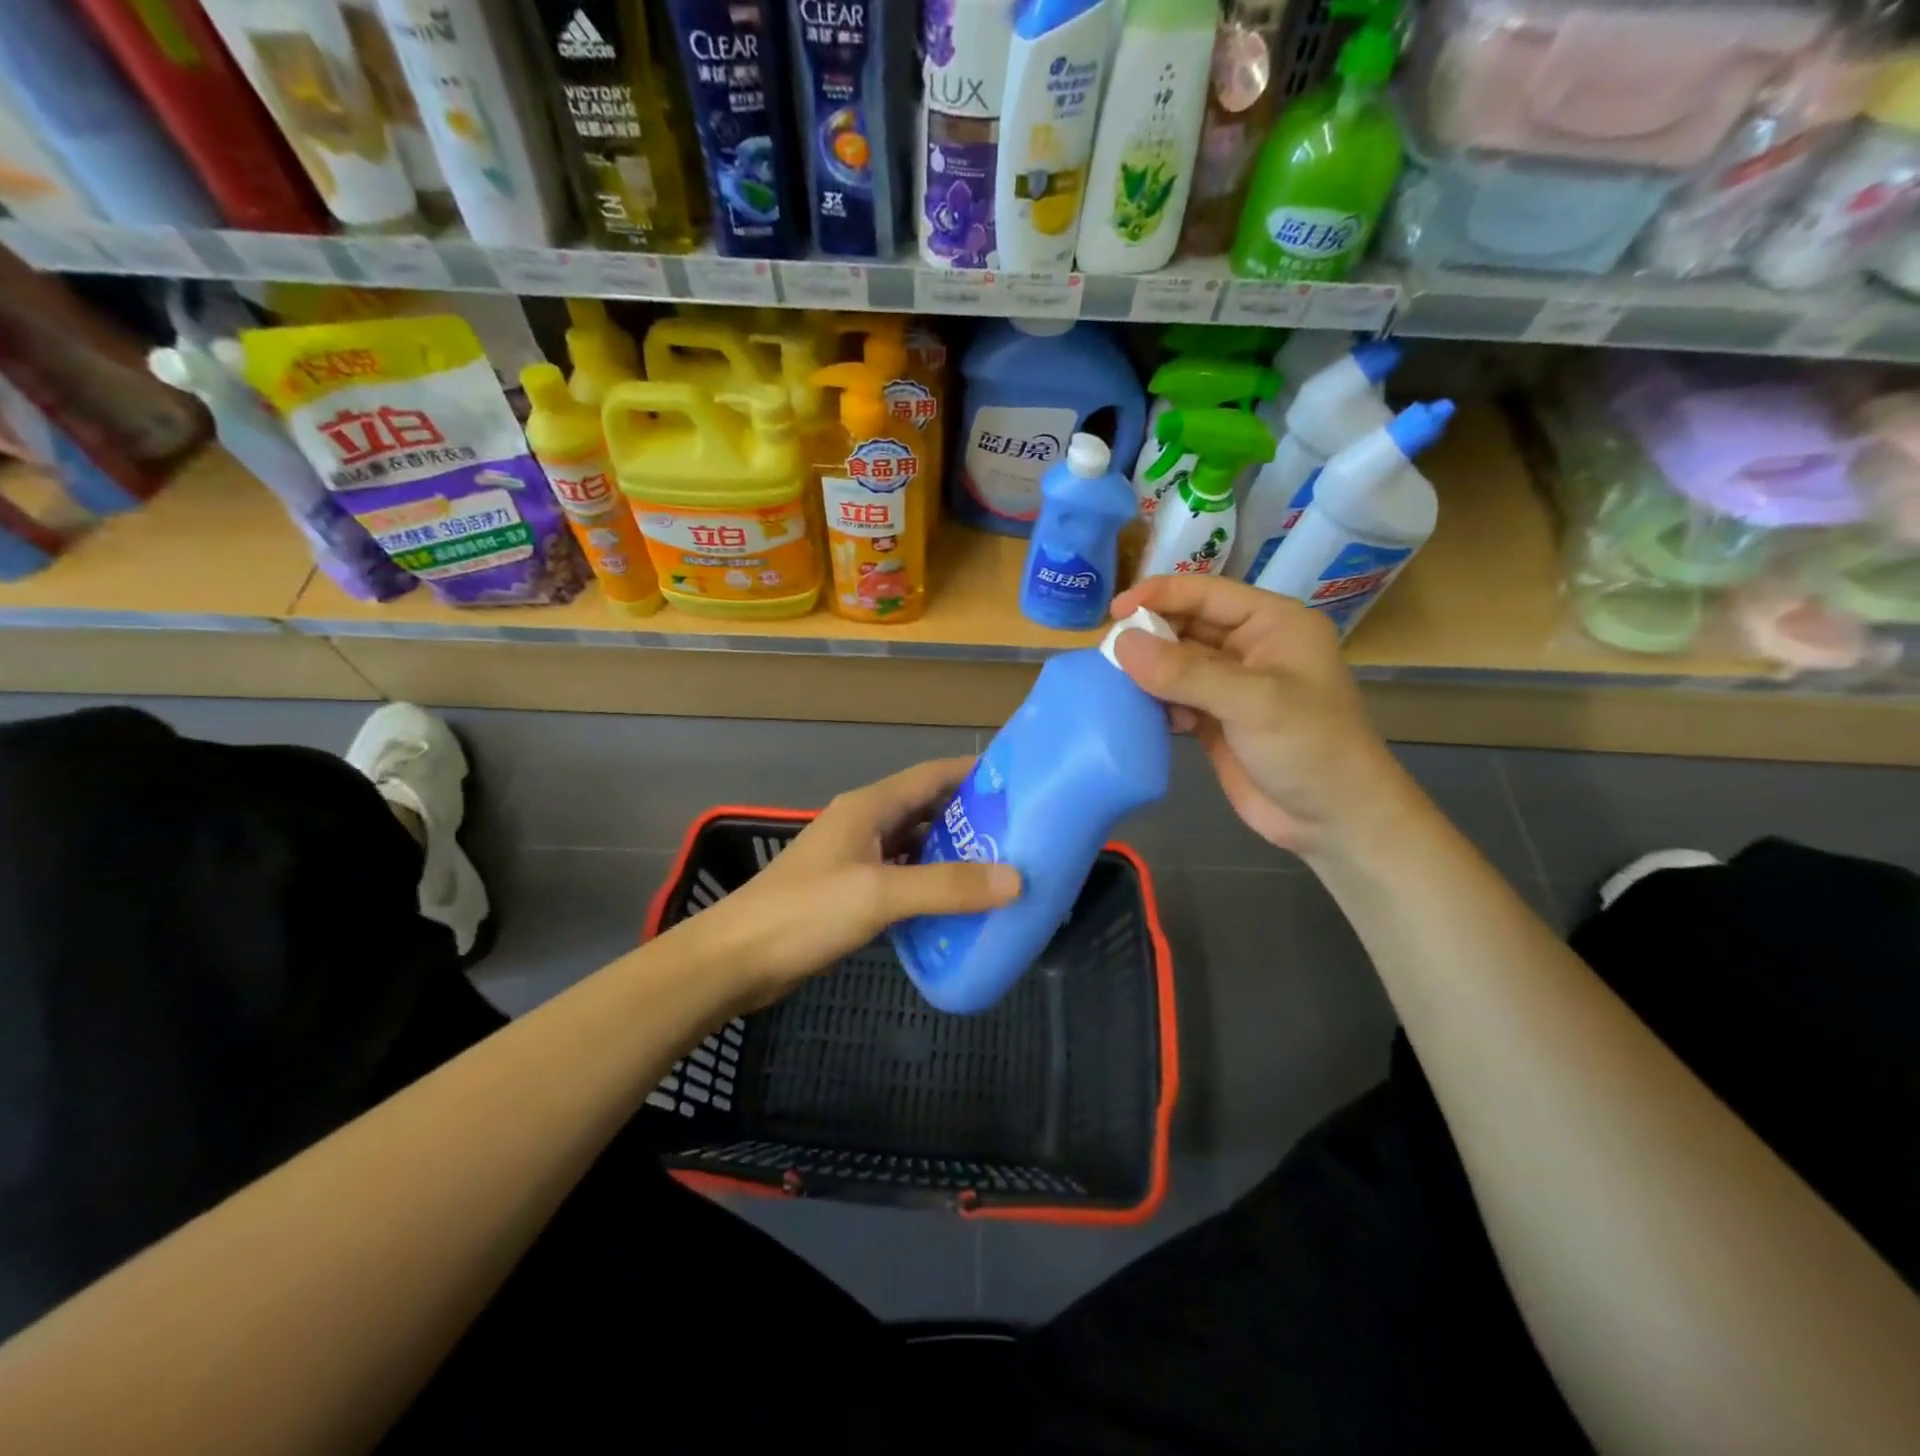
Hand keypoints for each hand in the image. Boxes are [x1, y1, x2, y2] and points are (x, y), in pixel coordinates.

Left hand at [689, 758, 1021, 1008]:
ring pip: (915, 846)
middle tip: (1022, 834)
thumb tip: (1016, 879)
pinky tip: (958, 905)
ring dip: (952, 853)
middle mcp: (865, 824)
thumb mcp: (879, 895)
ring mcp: (856, 859)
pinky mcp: (851, 892)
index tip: (1021, 782)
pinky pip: (902, 878)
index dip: (974, 773)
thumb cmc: (805, 913)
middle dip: (971, 817)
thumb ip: (946, 886)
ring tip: (1001, 869)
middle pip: (927, 809)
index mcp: (869, 807)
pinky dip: (930, 885)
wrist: (736, 960)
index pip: (932, 775)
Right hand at [1110, 577, 1420, 858]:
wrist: (1333, 820)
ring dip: (1148, 671)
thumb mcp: (1253, 702)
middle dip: (1149, 636)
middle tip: (1107, 654)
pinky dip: (1155, 702)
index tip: (1114, 613)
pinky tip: (1141, 713)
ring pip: (1176, 663)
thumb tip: (1122, 644)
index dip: (1159, 596)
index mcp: (1272, 623)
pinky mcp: (1216, 720)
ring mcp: (1232, 686)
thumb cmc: (1309, 747)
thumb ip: (1186, 672)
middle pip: (1186, 626)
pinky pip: (1175, 697)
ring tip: (1116, 683)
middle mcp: (1250, 647)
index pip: (1206, 594)